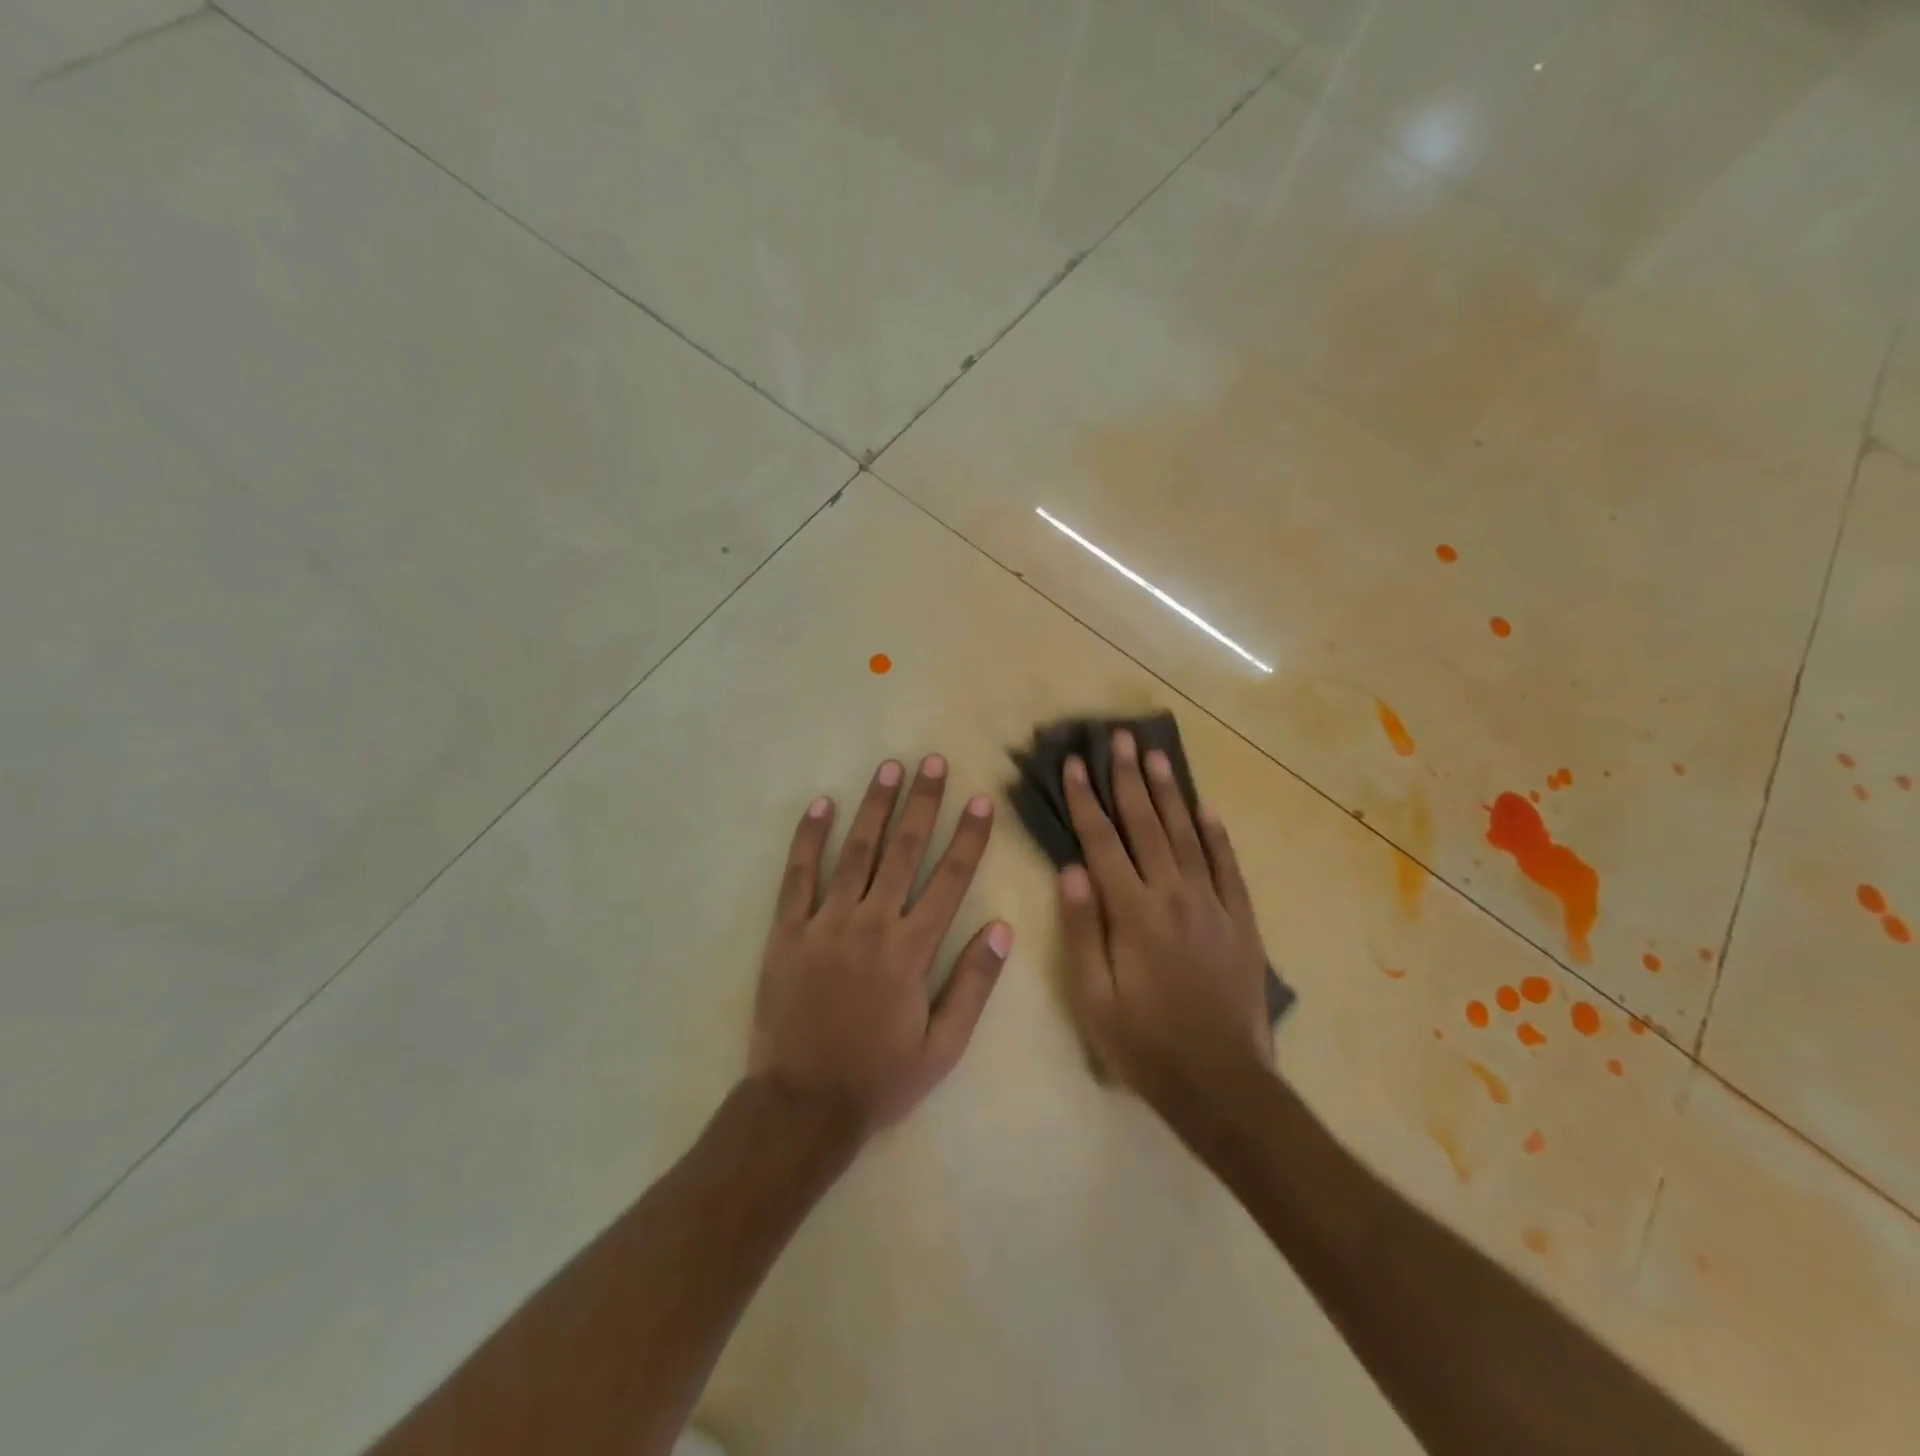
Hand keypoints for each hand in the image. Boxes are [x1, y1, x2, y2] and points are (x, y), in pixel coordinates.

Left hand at [749, 755, 1010, 1138]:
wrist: (802, 1106)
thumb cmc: (880, 1078)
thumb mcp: (943, 1047)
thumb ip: (973, 985)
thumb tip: (1002, 928)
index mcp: (912, 950)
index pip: (949, 880)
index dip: (969, 837)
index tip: (981, 801)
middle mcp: (871, 924)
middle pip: (904, 851)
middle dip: (922, 803)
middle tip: (933, 763)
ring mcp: (825, 922)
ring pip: (856, 852)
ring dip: (875, 807)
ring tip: (889, 769)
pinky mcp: (787, 931)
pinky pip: (798, 875)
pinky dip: (809, 838)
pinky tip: (822, 804)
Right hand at [1056, 728, 1273, 1118]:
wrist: (1222, 1084)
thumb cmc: (1145, 1044)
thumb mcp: (1094, 997)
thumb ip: (1082, 929)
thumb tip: (1070, 869)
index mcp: (1133, 913)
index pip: (1102, 842)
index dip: (1086, 800)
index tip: (1075, 763)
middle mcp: (1174, 895)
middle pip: (1146, 824)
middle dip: (1129, 778)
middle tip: (1119, 737)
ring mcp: (1213, 904)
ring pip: (1187, 835)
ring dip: (1169, 792)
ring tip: (1156, 755)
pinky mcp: (1242, 921)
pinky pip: (1228, 866)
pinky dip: (1216, 834)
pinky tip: (1205, 809)